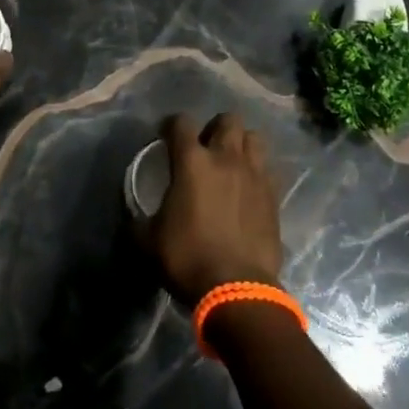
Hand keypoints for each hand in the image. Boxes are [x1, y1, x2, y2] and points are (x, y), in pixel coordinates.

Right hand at [151, 113, 284, 303]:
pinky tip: (248, 188)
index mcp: (192, 162)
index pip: (181, 122)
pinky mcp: (274, 195)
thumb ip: (139, 219)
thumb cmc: (187, 259)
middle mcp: (226, 158)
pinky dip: (257, 171)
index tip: (166, 136)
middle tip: (205, 148)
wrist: (237, 288)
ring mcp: (254, 174)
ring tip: (231, 163)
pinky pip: (268, 168)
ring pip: (254, 138)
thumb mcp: (147, 241)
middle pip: (228, 119)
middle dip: (215, 128)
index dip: (171, 125)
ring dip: (241, 144)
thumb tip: (133, 215)